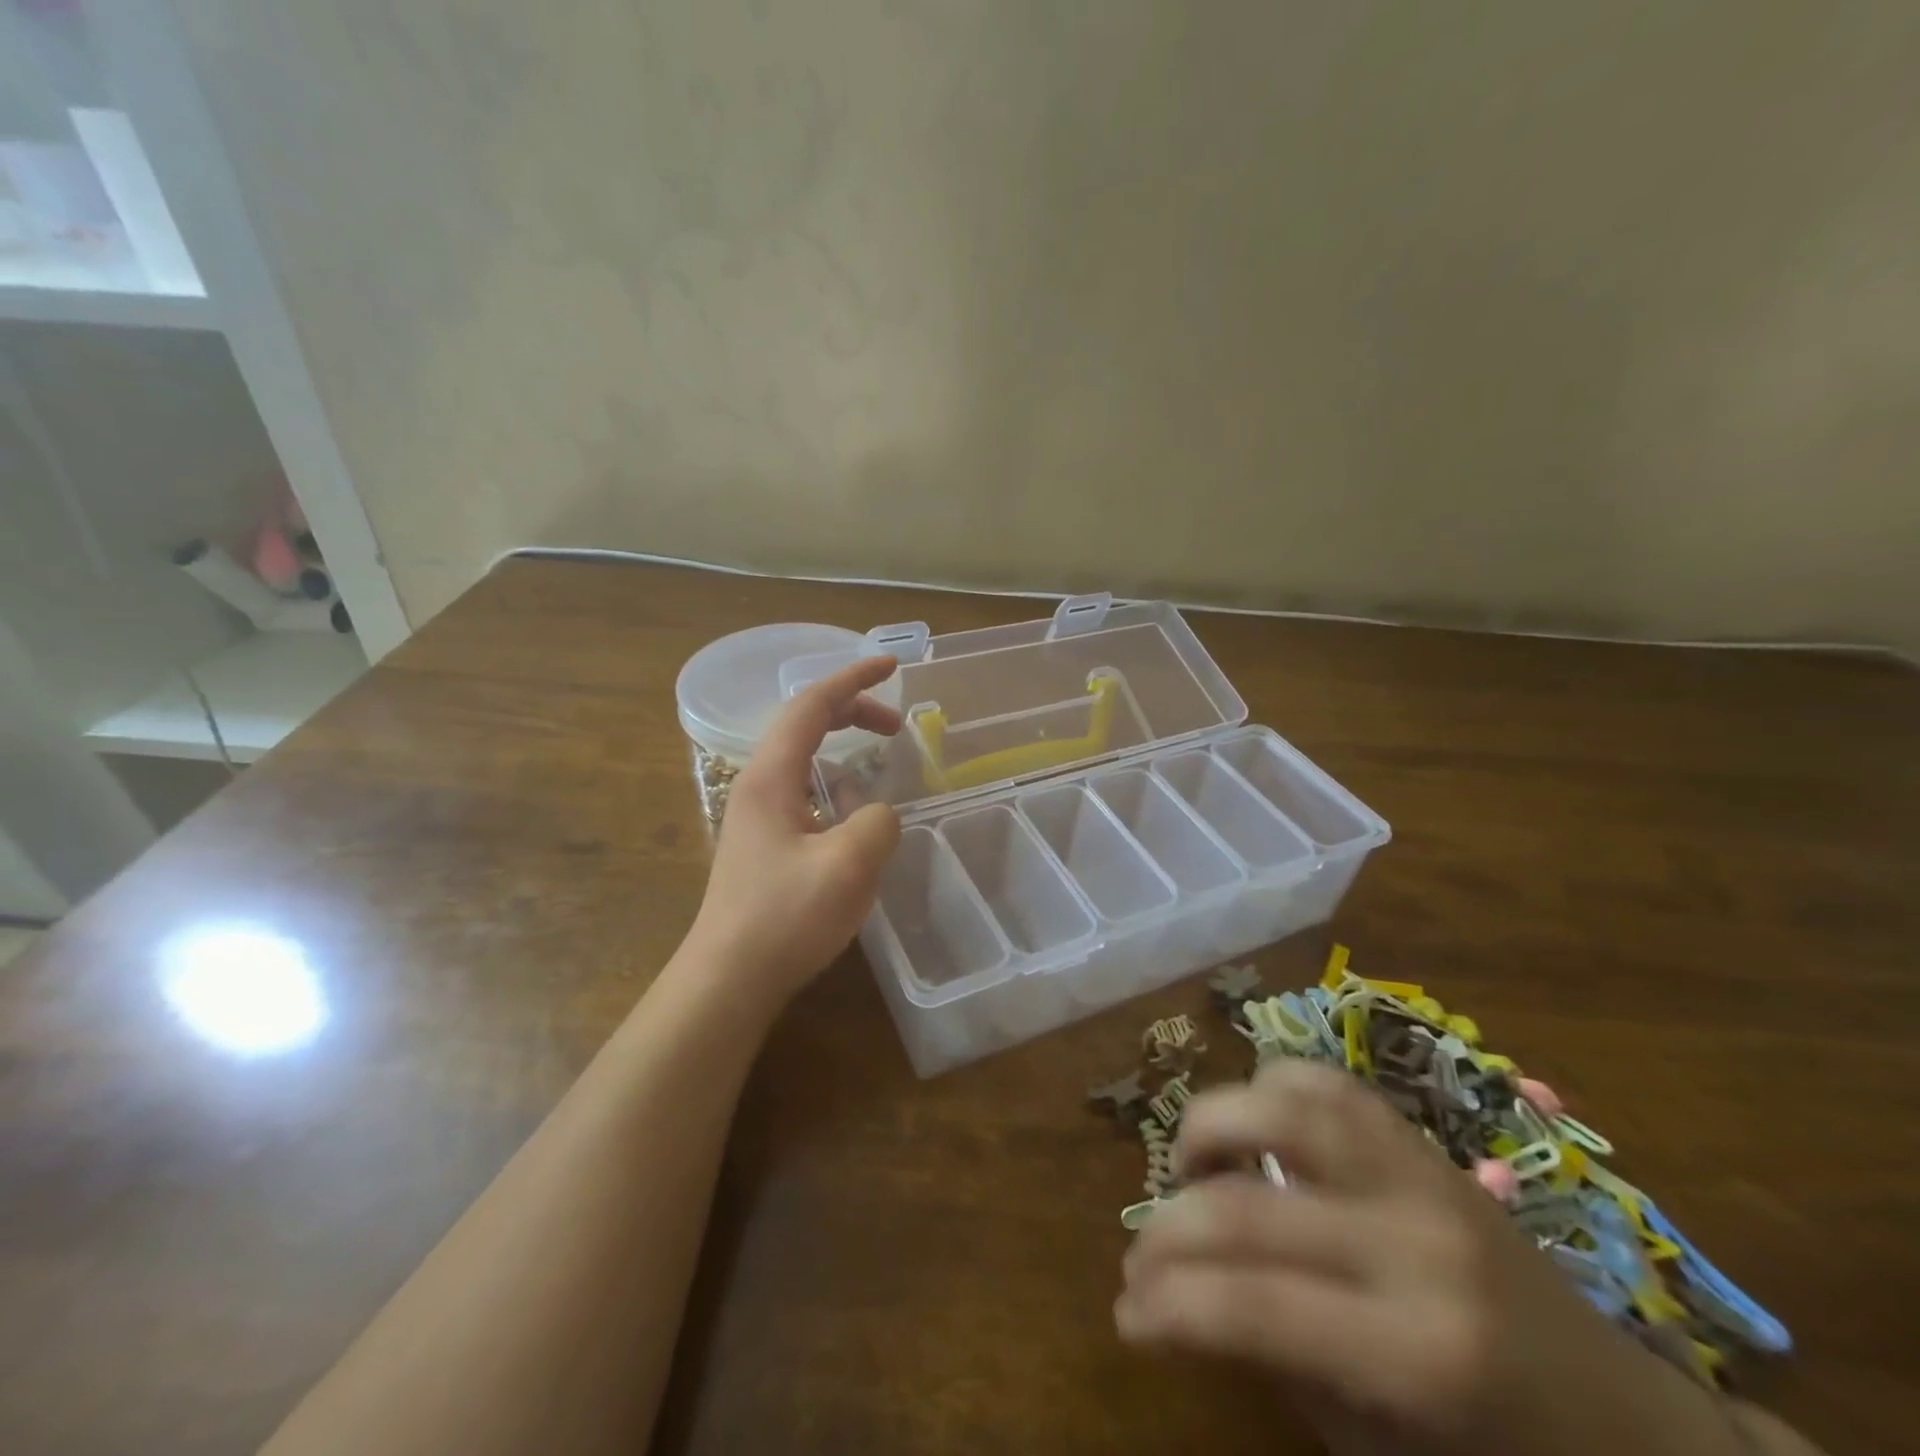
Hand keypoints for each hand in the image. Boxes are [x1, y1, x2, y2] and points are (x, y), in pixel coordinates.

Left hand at [686, 656, 902, 1001]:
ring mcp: (757, 815)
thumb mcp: (849, 865)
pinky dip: (837, 788)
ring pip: (805, 761)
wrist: (729, 979)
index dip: (853, 679)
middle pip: (806, 726)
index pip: (812, 706)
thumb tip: (877, 812)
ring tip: (880, 769)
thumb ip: (878, 821)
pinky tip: (855, 820)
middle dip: (853, 713)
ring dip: (845, 752)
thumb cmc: (785, 918)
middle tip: (897, 725)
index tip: (892, 665)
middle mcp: (758, 785)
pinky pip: (806, 794)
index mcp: (771, 777)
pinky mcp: (764, 843)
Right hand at [1115, 1061, 1685, 1449]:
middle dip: (1168, 1231)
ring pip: (1282, 1106)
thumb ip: (1273, 1361)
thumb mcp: (1379, 1449)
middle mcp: (1414, 1243)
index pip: (1251, 1306)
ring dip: (1210, 1130)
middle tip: (1138, 1261)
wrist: (1634, 1427)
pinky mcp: (1422, 1141)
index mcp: (1419, 1354)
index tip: (1127, 1317)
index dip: (1169, 1305)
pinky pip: (1325, 1083)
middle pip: (1249, 1206)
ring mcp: (1421, 1174)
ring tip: (1191, 1172)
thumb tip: (1173, 1301)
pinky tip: (1255, 1133)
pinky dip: (1268, 1092)